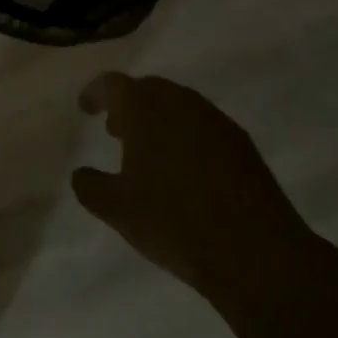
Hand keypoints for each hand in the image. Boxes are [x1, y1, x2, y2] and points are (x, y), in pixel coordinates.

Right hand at [72, 73, 310, 296]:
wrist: (255, 252)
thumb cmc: (174, 222)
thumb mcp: (117, 210)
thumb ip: (90, 187)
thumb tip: (82, 174)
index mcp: (145, 109)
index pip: (113, 84)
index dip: (95, 93)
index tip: (86, 108)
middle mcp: (180, 102)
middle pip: (148, 89)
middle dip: (128, 105)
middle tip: (115, 130)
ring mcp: (215, 120)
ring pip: (178, 105)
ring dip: (158, 119)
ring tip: (148, 151)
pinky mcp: (241, 143)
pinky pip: (203, 126)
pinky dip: (185, 135)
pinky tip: (185, 169)